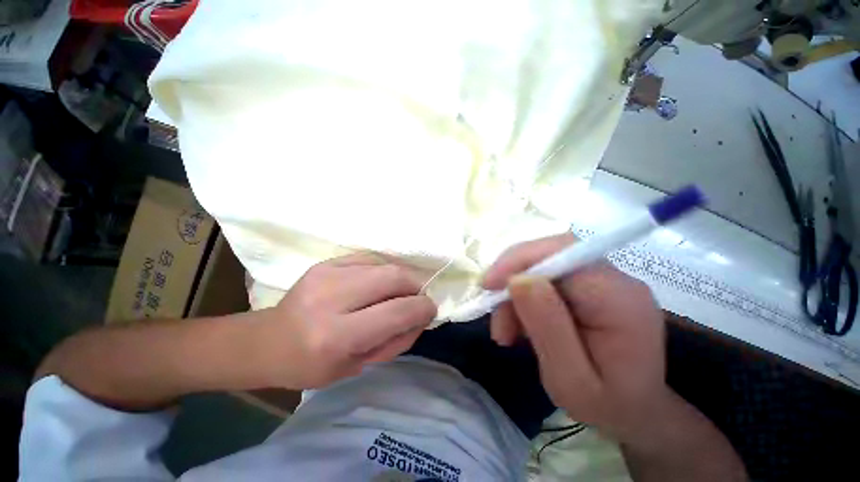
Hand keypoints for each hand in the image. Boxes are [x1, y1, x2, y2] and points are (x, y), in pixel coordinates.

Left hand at [259, 253, 436, 388]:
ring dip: (399, 278)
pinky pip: (366, 258)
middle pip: (394, 277)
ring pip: (382, 263)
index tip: (429, 314)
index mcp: (338, 335)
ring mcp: (324, 275)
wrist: (267, 342)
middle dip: (415, 289)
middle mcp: (331, 299)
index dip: (423, 310)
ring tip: (395, 296)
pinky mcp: (321, 264)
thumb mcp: (355, 367)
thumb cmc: (310, 367)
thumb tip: (420, 316)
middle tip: (414, 304)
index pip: (398, 312)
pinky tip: (377, 285)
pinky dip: (380, 270)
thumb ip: (392, 341)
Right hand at [482, 233, 670, 442]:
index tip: (487, 288)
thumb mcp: (570, 380)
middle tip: (499, 325)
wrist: (640, 412)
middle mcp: (625, 283)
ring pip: (563, 268)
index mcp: (621, 302)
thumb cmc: (607, 405)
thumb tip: (519, 279)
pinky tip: (534, 329)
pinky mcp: (613, 294)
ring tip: (511, 334)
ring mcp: (621, 286)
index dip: (523, 262)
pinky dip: (544, 301)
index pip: (569, 257)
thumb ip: (549, 330)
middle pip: (564, 257)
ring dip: (529, 294)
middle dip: (521, 281)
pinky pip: (571, 283)